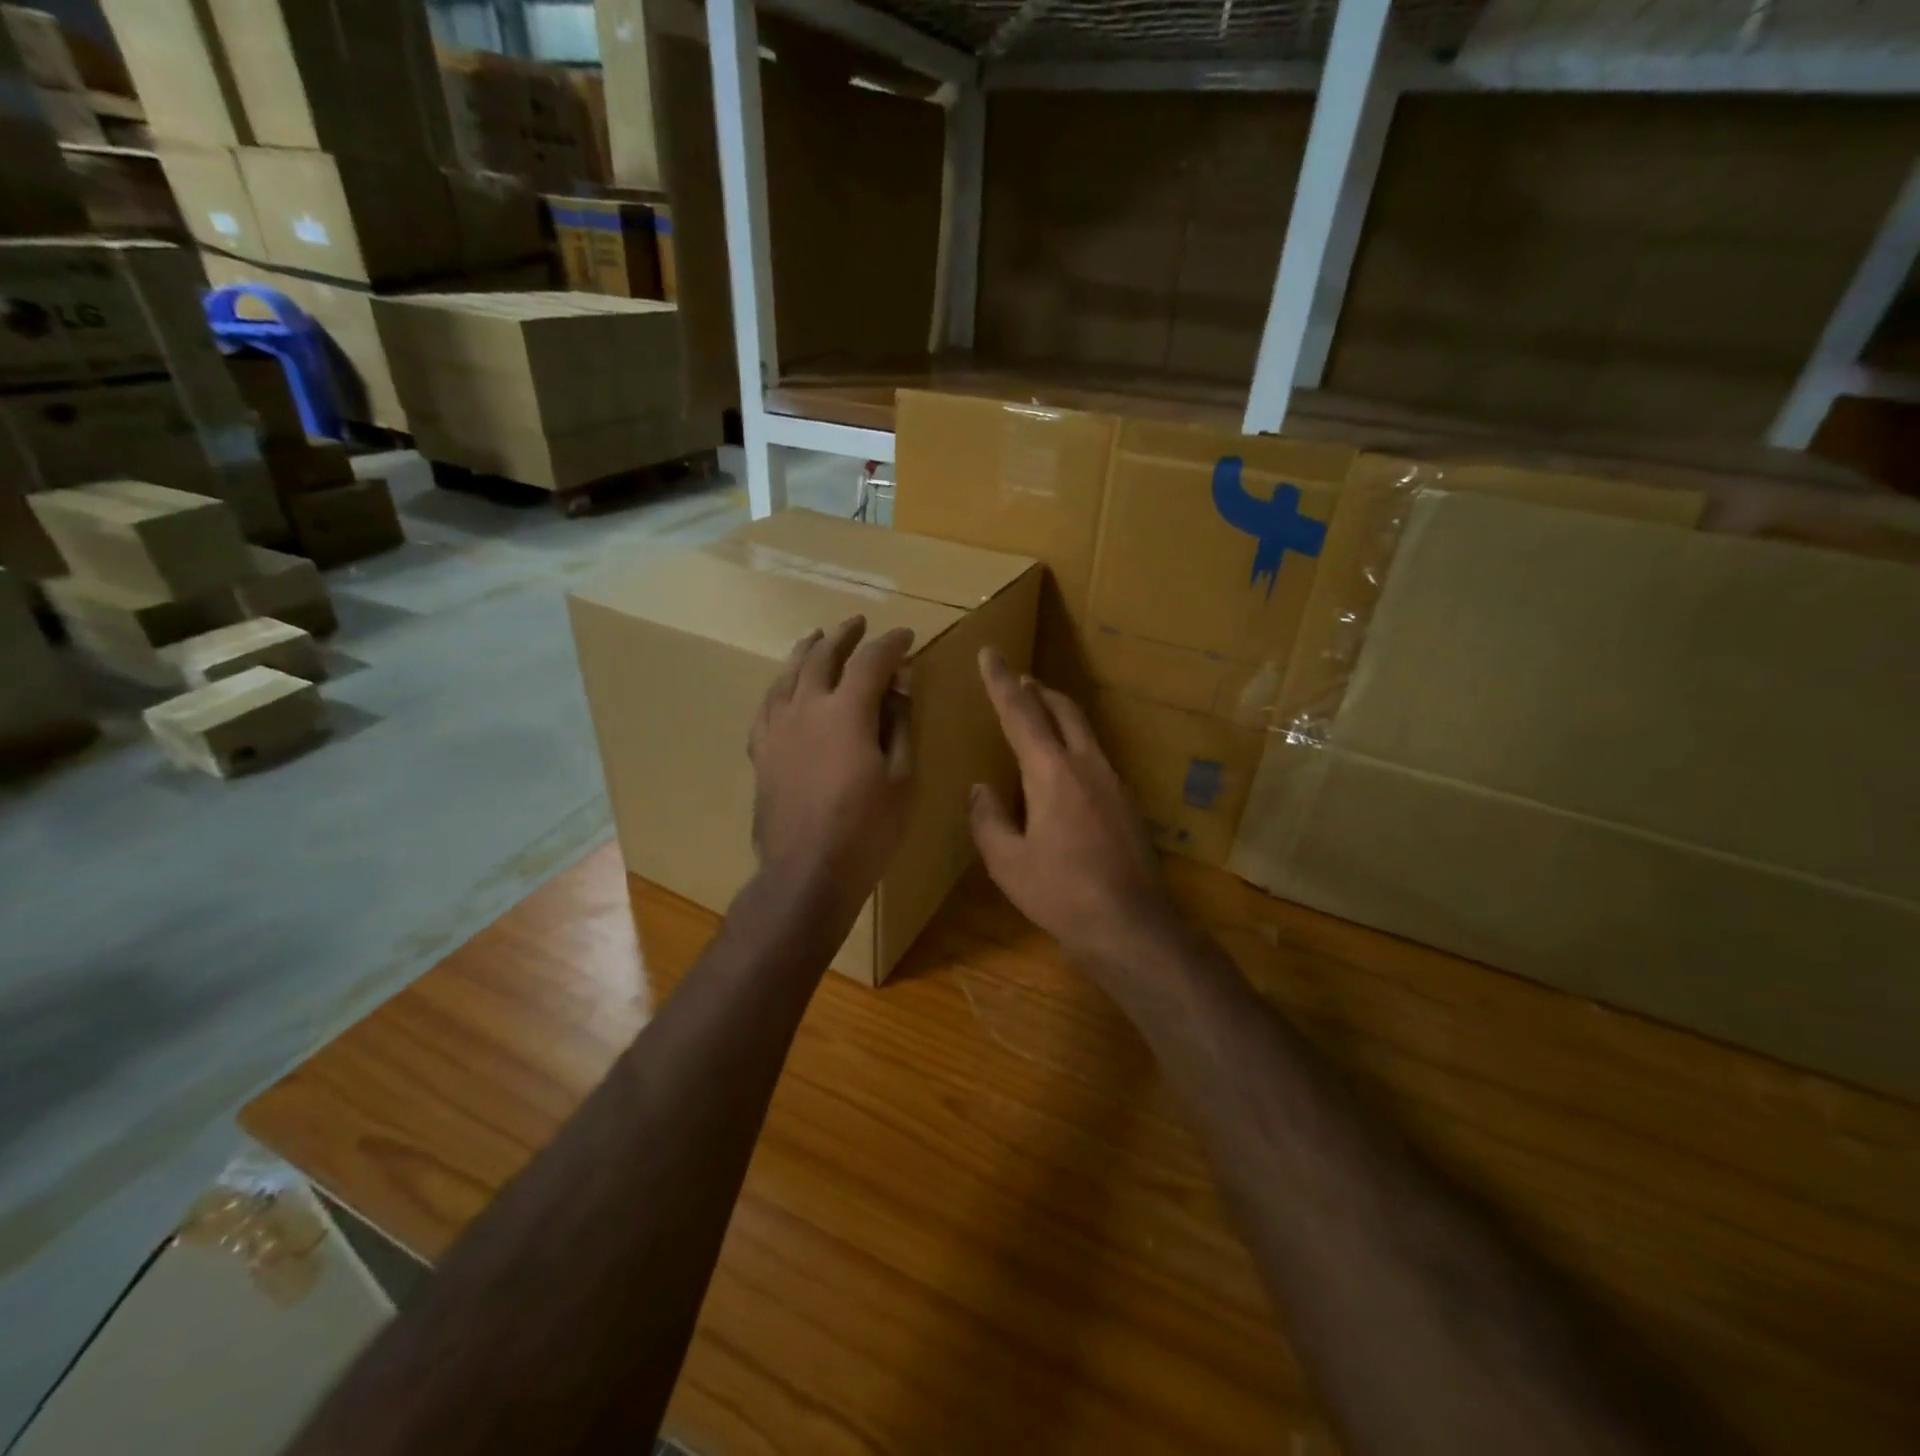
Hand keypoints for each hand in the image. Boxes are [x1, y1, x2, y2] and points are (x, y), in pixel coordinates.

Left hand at [749, 615, 914, 909]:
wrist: (806, 871)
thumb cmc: (866, 829)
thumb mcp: (901, 778)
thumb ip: (898, 725)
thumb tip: (898, 687)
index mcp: (846, 711)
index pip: (871, 661)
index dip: (891, 644)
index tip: (906, 636)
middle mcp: (806, 708)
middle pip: (823, 656)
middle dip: (844, 636)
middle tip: (858, 624)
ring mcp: (777, 728)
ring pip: (788, 674)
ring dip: (806, 651)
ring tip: (816, 638)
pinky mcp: (761, 751)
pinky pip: (767, 705)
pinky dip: (780, 686)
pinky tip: (784, 687)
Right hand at [969, 648, 1181, 970]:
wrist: (1132, 925)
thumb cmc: (1062, 894)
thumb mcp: (1008, 863)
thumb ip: (988, 819)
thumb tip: (981, 789)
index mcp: (1052, 773)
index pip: (1021, 712)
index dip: (1001, 681)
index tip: (989, 653)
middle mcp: (1086, 765)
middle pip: (1063, 709)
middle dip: (1036, 689)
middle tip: (1015, 680)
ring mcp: (1113, 781)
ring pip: (1083, 729)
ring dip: (1057, 713)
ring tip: (1036, 714)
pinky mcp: (1126, 801)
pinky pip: (1094, 754)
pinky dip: (1071, 742)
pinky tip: (1061, 767)